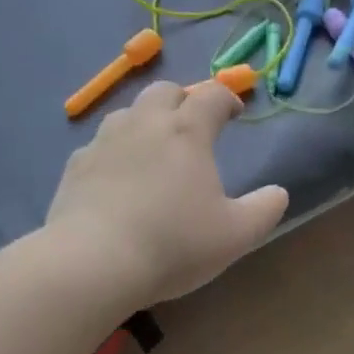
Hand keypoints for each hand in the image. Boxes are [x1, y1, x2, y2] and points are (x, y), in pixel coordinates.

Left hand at [47, 81, 287, 306]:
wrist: (93, 263)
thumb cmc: (174, 244)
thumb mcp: (236, 235)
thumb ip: (264, 209)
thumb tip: (278, 193)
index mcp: (187, 132)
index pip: (212, 95)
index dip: (228, 99)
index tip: (235, 114)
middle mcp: (144, 124)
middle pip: (165, 91)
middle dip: (184, 100)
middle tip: (194, 126)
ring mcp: (104, 142)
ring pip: (128, 112)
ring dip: (146, 120)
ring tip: (155, 149)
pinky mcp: (75, 166)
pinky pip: (99, 144)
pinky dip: (115, 151)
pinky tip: (118, 178)